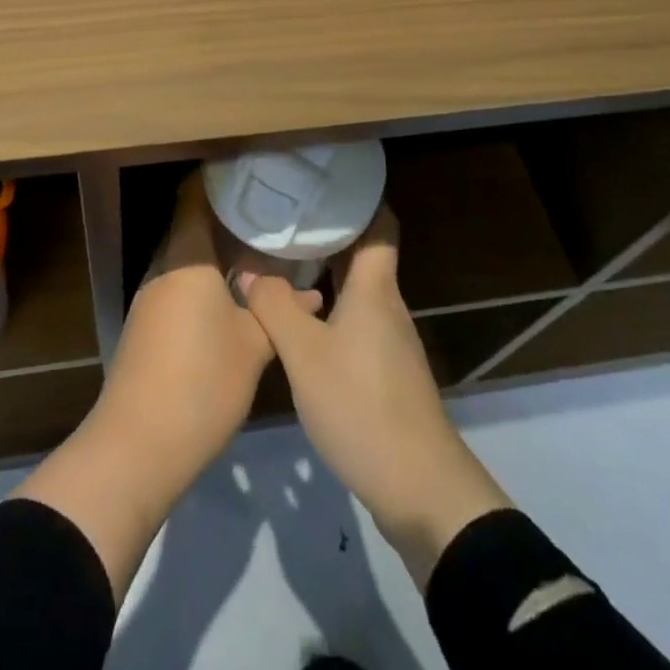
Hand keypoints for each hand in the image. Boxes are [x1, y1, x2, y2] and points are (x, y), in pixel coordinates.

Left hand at [16, 172, 290, 596]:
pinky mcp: (149, 325)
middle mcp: (164, 268)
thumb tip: (310, 292)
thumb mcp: (252, 346)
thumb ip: (278, 311)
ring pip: (189, 259)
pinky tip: (238, 296)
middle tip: (272, 215)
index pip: (194, 198)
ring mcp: (152, 297)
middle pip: (194, 226)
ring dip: (221, 255)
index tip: (253, 174)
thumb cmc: (201, 382)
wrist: (137, 446)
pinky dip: (208, 281)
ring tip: (264, 252)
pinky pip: (181, 285)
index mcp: (186, 258)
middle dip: (230, 220)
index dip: (219, 180)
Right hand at [240, 206, 511, 585]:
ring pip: (357, 287)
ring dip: (326, 269)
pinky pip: (355, 317)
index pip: (380, 224)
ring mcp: (389, 339)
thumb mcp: (304, 355)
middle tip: (285, 214)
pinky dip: (330, 304)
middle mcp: (387, 304)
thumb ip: (274, 306)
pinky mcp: (386, 369)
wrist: (420, 489)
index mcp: (375, 288)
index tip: (323, 181)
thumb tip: (249, 270)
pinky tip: (300, 315)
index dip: (358, 198)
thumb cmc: (362, 406)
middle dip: (329, 230)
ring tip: (283, 256)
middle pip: (363, 252)